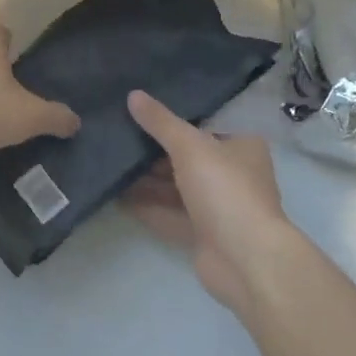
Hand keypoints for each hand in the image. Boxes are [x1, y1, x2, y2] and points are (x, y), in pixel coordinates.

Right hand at [123, 90, 296, 314]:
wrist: (245, 260)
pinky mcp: (203, 234)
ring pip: (176, 187)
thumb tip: (133, 95)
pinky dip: (147, 206)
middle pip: (187, 157)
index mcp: (241, 147)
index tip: (139, 110)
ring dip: (146, 180)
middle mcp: (232, 174)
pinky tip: (116, 196)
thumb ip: (160, 122)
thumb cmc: (225, 190)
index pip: (204, 125)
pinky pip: (170, 214)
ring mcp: (218, 207)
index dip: (174, 118)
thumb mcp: (190, 146)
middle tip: (115, 135)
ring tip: (109, 164)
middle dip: (153, 151)